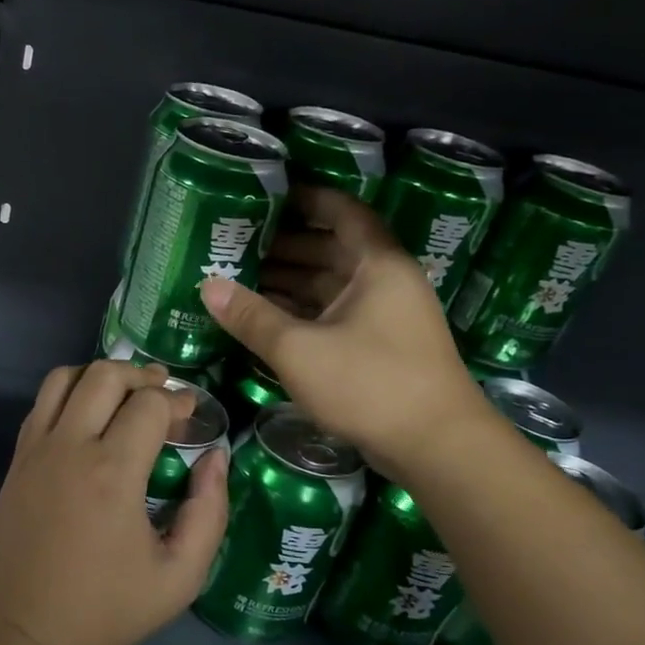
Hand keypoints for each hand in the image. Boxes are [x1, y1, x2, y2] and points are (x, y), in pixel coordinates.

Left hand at [0, 361, 228, 644]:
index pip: (149, 403)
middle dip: (141, 374)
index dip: (177, 400)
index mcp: (112, 473)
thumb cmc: (105, 608)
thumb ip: (209, 513)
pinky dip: (69, 393)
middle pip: (105, 374)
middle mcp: (70, 447)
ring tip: (124, 396)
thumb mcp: (179, 577)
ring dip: (100, 375)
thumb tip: (215, 458)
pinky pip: (42, 403)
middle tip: (162, 395)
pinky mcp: (16, 459)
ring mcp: (36, 449)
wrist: (23, 629)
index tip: (191, 415)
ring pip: (65, 378)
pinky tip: (88, 418)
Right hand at [200, 185, 490, 473]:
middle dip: (285, 245)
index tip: (266, 197)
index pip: (342, 212)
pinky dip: (303, 312)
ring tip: (240, 279)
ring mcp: (385, 316)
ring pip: (331, 285)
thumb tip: (208, 286)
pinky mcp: (380, 347)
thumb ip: (251, 316)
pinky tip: (266, 318)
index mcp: (377, 264)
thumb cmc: (370, 383)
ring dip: (290, 281)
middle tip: (236, 243)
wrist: (437, 447)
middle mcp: (385, 281)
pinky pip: (334, 314)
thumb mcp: (299, 349)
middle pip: (332, 249)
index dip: (307, 199)